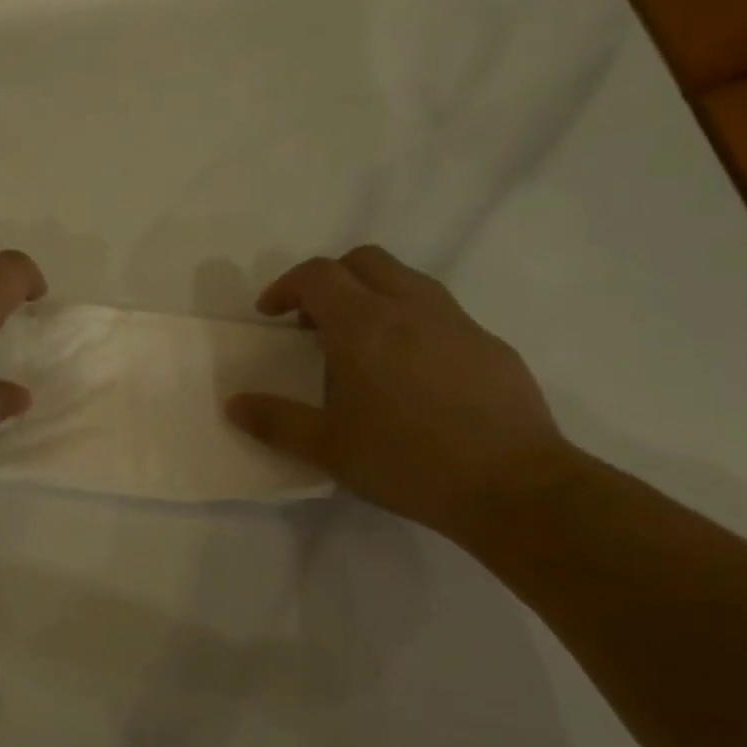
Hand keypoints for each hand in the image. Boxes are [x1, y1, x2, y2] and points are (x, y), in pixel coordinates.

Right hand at [226, 245, 573, 537]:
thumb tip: (233, 404)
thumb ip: (275, 421)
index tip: (272, 315)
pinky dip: (410, 320)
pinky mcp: (489, 344)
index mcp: (364, 324)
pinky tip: (410, 373)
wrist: (512, 486)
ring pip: (406, 279)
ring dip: (372, 294)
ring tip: (360, 343)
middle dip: (330, 279)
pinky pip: (439, 312)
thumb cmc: (406, 461)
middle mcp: (411, 308)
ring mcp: (457, 322)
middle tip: (313, 322)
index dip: (286, 286)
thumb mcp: (327, 447)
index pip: (317, 275)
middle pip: (364, 261)